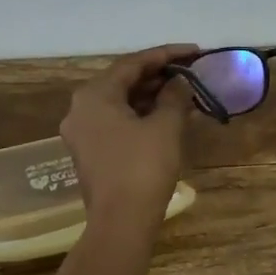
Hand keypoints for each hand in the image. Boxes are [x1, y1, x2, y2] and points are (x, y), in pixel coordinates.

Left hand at [60, 44, 196, 231]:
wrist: (120, 223)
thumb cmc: (142, 167)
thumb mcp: (165, 126)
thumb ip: (174, 96)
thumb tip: (180, 82)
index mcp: (94, 95)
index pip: (133, 63)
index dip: (166, 54)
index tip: (195, 51)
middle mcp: (81, 108)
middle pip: (123, 81)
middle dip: (159, 75)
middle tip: (191, 71)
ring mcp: (83, 132)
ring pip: (121, 103)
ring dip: (152, 96)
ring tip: (185, 93)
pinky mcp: (90, 152)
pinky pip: (117, 122)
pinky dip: (142, 115)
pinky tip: (168, 116)